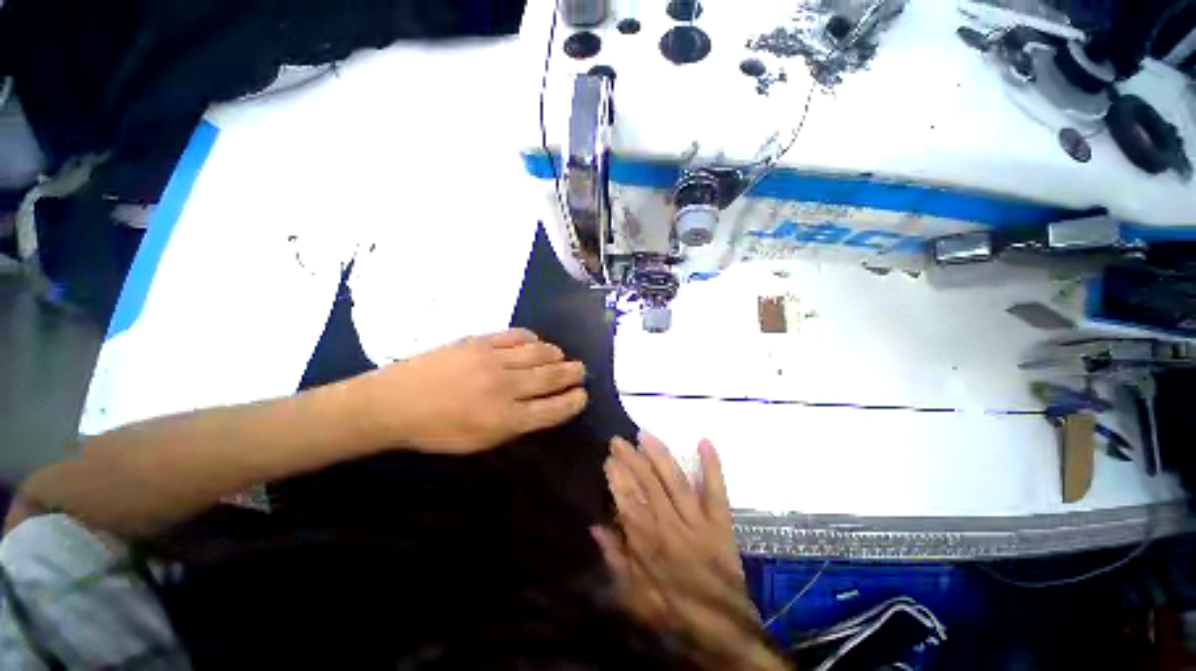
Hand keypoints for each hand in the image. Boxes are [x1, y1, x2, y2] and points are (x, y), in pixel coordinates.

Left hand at [363, 329, 587, 453]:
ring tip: (562, 356)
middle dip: (573, 373)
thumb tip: (542, 406)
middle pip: (552, 377)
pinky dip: (532, 338)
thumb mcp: (479, 442)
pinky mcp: (480, 341)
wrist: (394, 402)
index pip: (553, 409)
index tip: (582, 395)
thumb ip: (515, 425)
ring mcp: (493, 360)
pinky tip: (535, 342)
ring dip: (557, 354)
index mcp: (505, 419)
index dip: (573, 401)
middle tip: (581, 371)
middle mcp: (505, 388)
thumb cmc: (436, 431)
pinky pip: (516, 335)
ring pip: (539, 352)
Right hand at [595, 435, 787, 670]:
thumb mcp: (637, 595)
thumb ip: (616, 559)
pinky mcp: (721, 522)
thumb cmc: (676, 611)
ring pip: (676, 482)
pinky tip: (704, 441)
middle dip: (632, 460)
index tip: (608, 460)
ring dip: (659, 456)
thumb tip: (595, 527)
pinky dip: (712, 466)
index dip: (617, 480)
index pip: (628, 504)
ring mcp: (699, 523)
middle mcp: (672, 528)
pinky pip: (716, 491)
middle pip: (649, 487)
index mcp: (651, 547)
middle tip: (618, 440)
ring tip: (645, 435)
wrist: (725, 631)